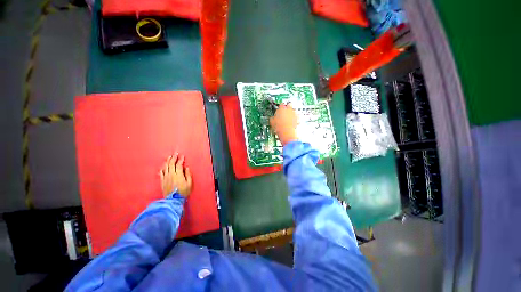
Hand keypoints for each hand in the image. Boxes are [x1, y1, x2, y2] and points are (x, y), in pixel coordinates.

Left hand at [160, 154, 192, 197]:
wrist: (173, 200)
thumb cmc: (183, 192)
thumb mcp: (189, 183)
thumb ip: (188, 175)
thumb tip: (186, 168)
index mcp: (178, 175)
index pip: (179, 165)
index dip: (181, 159)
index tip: (182, 156)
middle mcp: (171, 174)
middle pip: (171, 164)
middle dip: (173, 158)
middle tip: (175, 154)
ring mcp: (165, 177)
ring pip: (165, 167)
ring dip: (167, 161)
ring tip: (169, 157)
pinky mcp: (162, 181)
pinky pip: (161, 172)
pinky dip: (162, 168)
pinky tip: (163, 165)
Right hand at [270, 104, 297, 145]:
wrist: (286, 132)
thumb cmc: (279, 126)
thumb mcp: (271, 121)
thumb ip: (272, 117)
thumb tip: (272, 118)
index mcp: (281, 108)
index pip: (281, 104)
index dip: (280, 106)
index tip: (279, 109)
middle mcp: (289, 109)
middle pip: (289, 105)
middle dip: (287, 108)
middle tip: (284, 112)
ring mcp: (294, 114)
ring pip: (293, 111)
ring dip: (291, 113)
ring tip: (288, 118)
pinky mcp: (297, 119)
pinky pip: (296, 117)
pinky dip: (295, 119)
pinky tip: (292, 122)